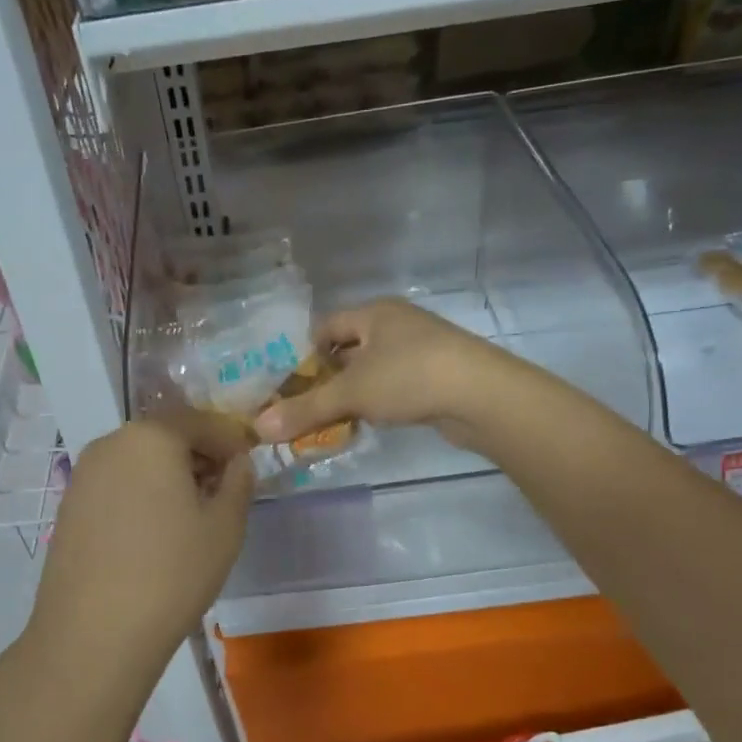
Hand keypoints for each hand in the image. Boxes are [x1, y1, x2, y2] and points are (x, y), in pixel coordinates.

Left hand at [22, 409, 253, 681]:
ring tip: (189, 517)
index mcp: (152, 436)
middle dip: (198, 456)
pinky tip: (152, 533)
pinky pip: (116, 485)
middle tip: (222, 492)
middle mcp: (111, 443)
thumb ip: (239, 482)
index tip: (248, 467)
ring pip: (139, 460)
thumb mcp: (225, 526)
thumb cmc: (172, 573)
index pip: (202, 421)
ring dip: (168, 475)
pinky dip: (140, 494)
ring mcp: (83, 474)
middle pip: (166, 436)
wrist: (93, 635)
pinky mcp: (69, 506)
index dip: (231, 441)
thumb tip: (237, 463)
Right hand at [253, 299, 522, 449]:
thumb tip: (258, 428)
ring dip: (354, 394)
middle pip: (349, 349)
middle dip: (328, 379)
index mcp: (375, 313)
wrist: (482, 395)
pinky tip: (372, 423)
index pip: (327, 326)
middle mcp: (397, 325)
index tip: (291, 386)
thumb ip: (305, 410)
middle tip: (307, 408)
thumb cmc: (409, 377)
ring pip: (373, 370)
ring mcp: (421, 350)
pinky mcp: (438, 376)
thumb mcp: (351, 393)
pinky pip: (396, 386)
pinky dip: (379, 402)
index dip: (305, 354)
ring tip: (335, 421)